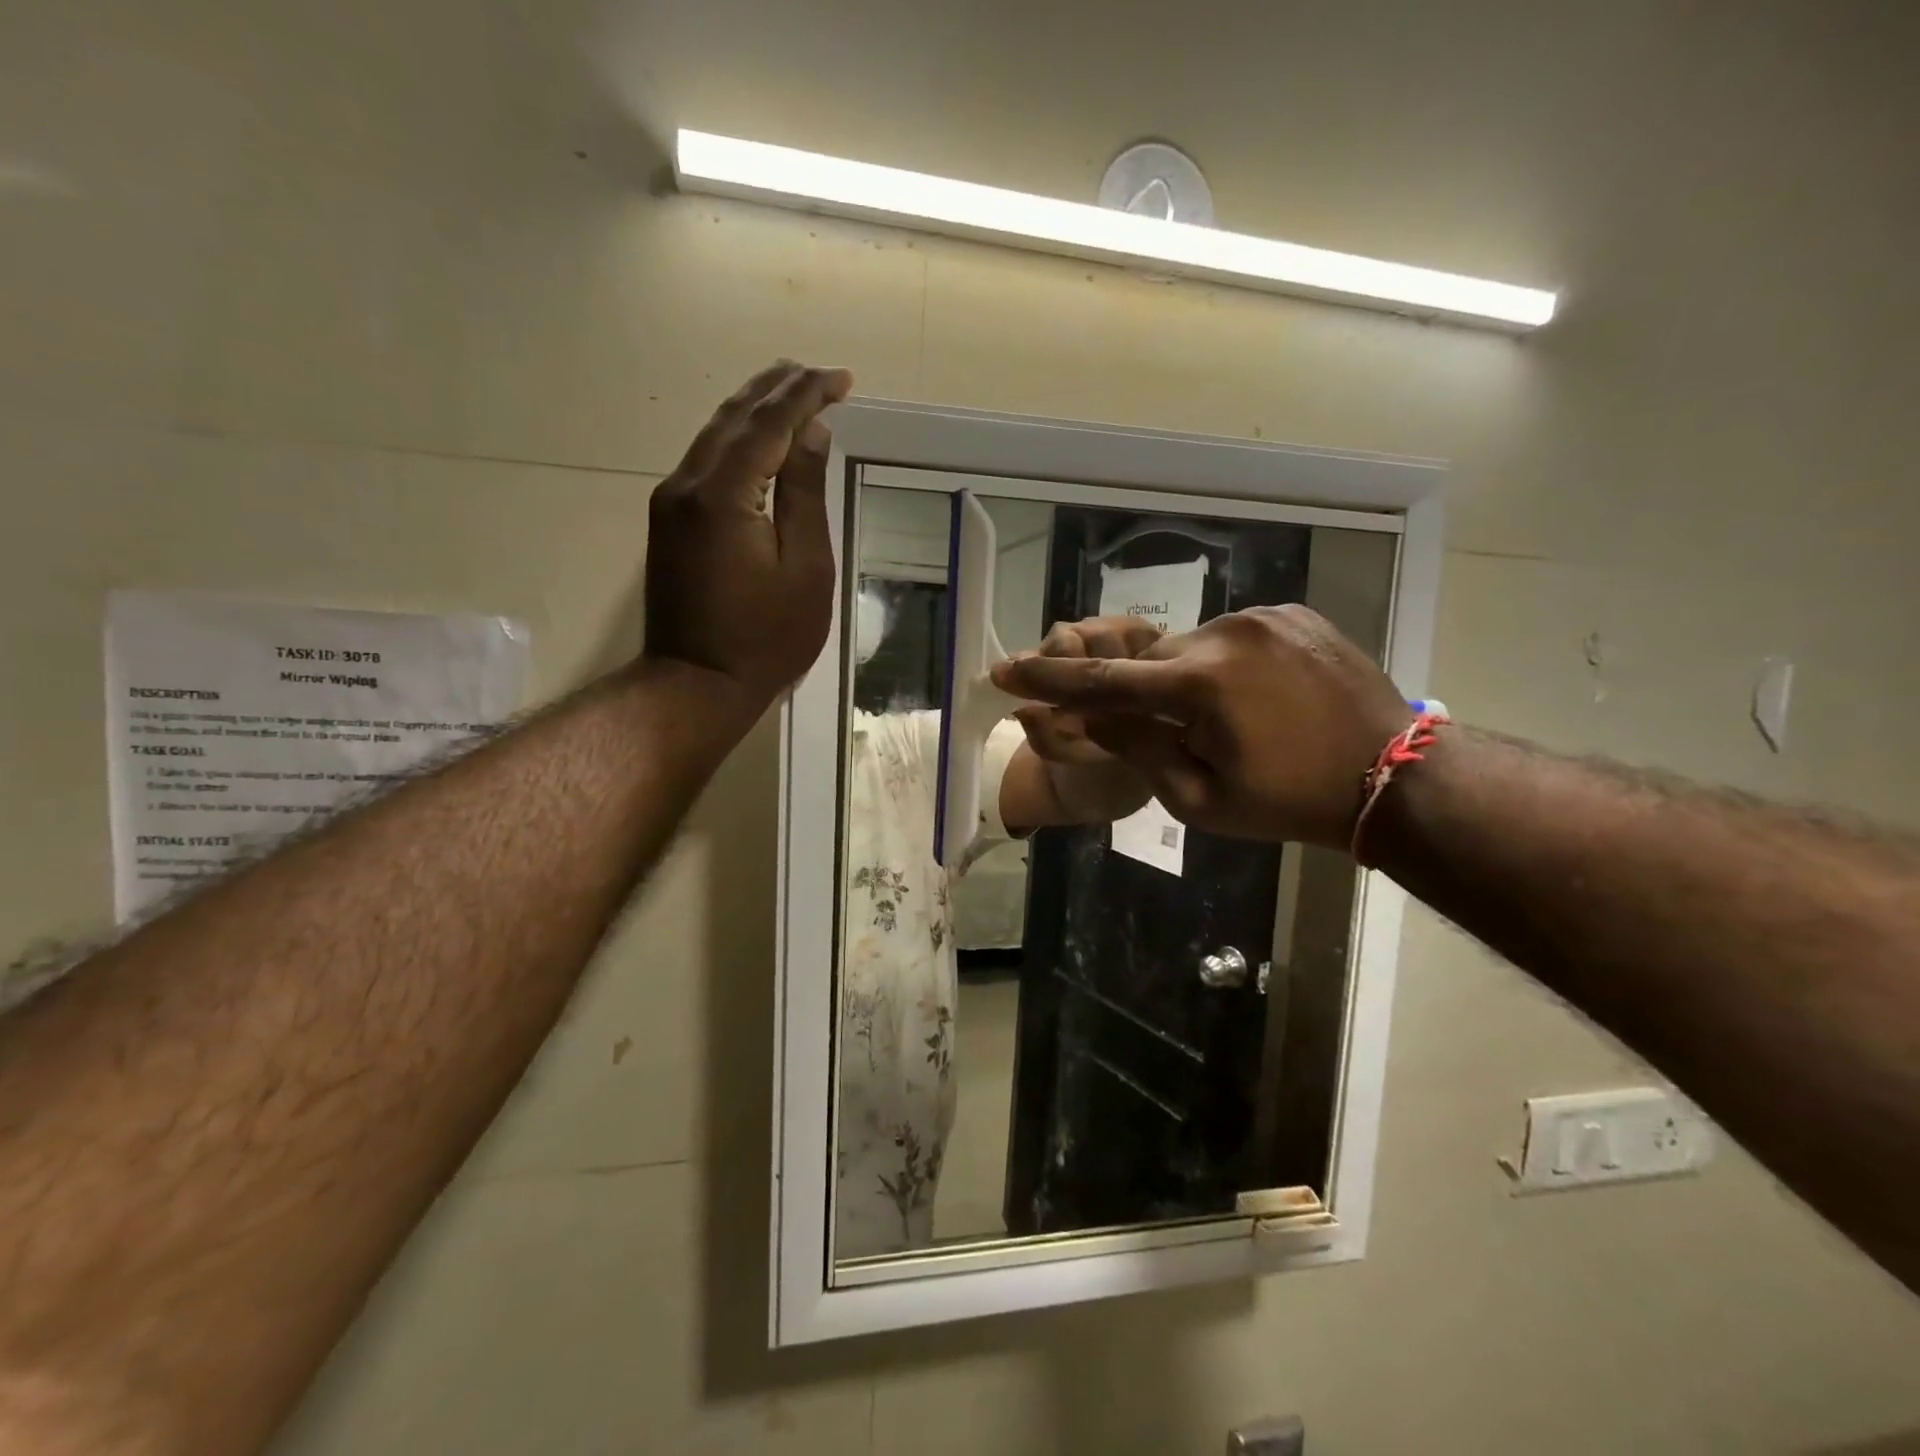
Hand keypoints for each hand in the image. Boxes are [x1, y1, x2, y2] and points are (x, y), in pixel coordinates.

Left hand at [643, 360, 852, 706]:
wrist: (696, 683)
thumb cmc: (766, 638)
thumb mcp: (805, 570)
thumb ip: (805, 495)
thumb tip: (811, 434)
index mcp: (724, 495)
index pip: (768, 424)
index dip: (806, 396)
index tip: (841, 379)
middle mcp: (687, 485)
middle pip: (734, 418)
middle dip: (776, 390)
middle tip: (815, 373)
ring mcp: (672, 503)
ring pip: (714, 435)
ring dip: (753, 409)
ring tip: (789, 388)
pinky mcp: (670, 521)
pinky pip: (706, 461)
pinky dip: (736, 439)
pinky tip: (756, 437)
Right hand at [992, 605, 1413, 846]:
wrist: (1396, 777)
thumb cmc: (1289, 802)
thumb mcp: (1199, 800)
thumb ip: (1138, 749)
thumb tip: (1091, 717)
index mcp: (1198, 685)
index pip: (1101, 680)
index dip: (1046, 679)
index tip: (1003, 670)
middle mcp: (1224, 634)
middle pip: (1150, 661)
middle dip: (1141, 693)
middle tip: (1169, 732)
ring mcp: (1264, 617)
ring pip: (1192, 647)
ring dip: (1187, 680)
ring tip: (1229, 721)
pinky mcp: (1294, 614)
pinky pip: (1233, 637)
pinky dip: (1226, 665)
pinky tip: (1258, 698)